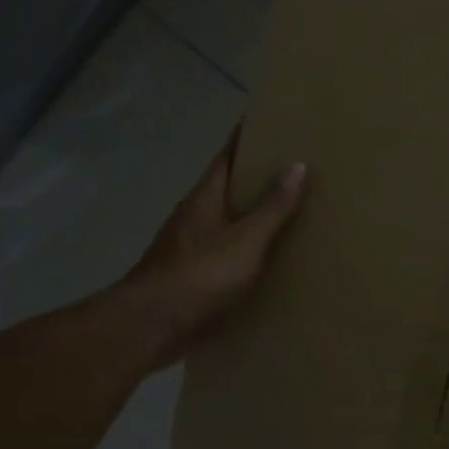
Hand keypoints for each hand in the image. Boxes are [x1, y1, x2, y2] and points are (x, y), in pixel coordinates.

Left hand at [116, 130, 305, 370]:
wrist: (151, 326)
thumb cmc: (200, 275)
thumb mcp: (246, 239)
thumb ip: (272, 206)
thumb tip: (297, 164)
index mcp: (205, 198)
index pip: (227, 156)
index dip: (246, 137)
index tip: (270, 122)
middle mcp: (194, 216)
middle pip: (227, 187)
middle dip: (255, 177)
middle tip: (294, 168)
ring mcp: (189, 247)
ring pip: (226, 221)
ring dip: (252, 216)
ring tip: (289, 213)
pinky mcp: (191, 277)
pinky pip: (226, 253)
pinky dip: (247, 249)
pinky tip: (267, 260)